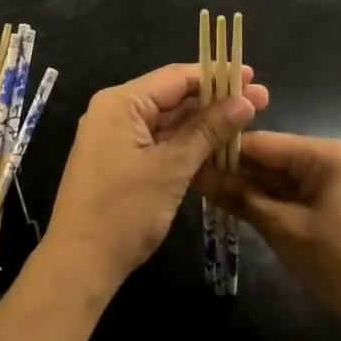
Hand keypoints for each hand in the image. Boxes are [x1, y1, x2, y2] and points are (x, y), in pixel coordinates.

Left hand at [44, 64, 269, 296]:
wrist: (79, 264)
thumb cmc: (124, 212)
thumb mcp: (171, 168)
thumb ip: (208, 130)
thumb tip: (245, 100)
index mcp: (120, 102)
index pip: (175, 77)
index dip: (216, 76)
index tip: (252, 76)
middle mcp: (115, 110)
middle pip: (172, 96)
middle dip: (215, 99)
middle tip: (261, 101)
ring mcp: (116, 136)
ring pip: (167, 119)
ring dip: (204, 122)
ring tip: (246, 120)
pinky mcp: (120, 159)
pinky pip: (158, 139)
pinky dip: (186, 141)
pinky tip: (218, 144)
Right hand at [195, 131, 340, 340]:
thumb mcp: (284, 229)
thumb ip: (240, 198)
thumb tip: (197, 173)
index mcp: (322, 154)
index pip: (261, 142)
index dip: (223, 151)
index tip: (187, 158)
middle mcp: (326, 160)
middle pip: (268, 159)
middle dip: (233, 171)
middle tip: (190, 179)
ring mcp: (328, 184)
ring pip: (276, 179)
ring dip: (246, 189)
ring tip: (203, 193)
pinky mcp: (328, 206)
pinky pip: (288, 196)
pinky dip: (265, 203)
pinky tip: (234, 208)